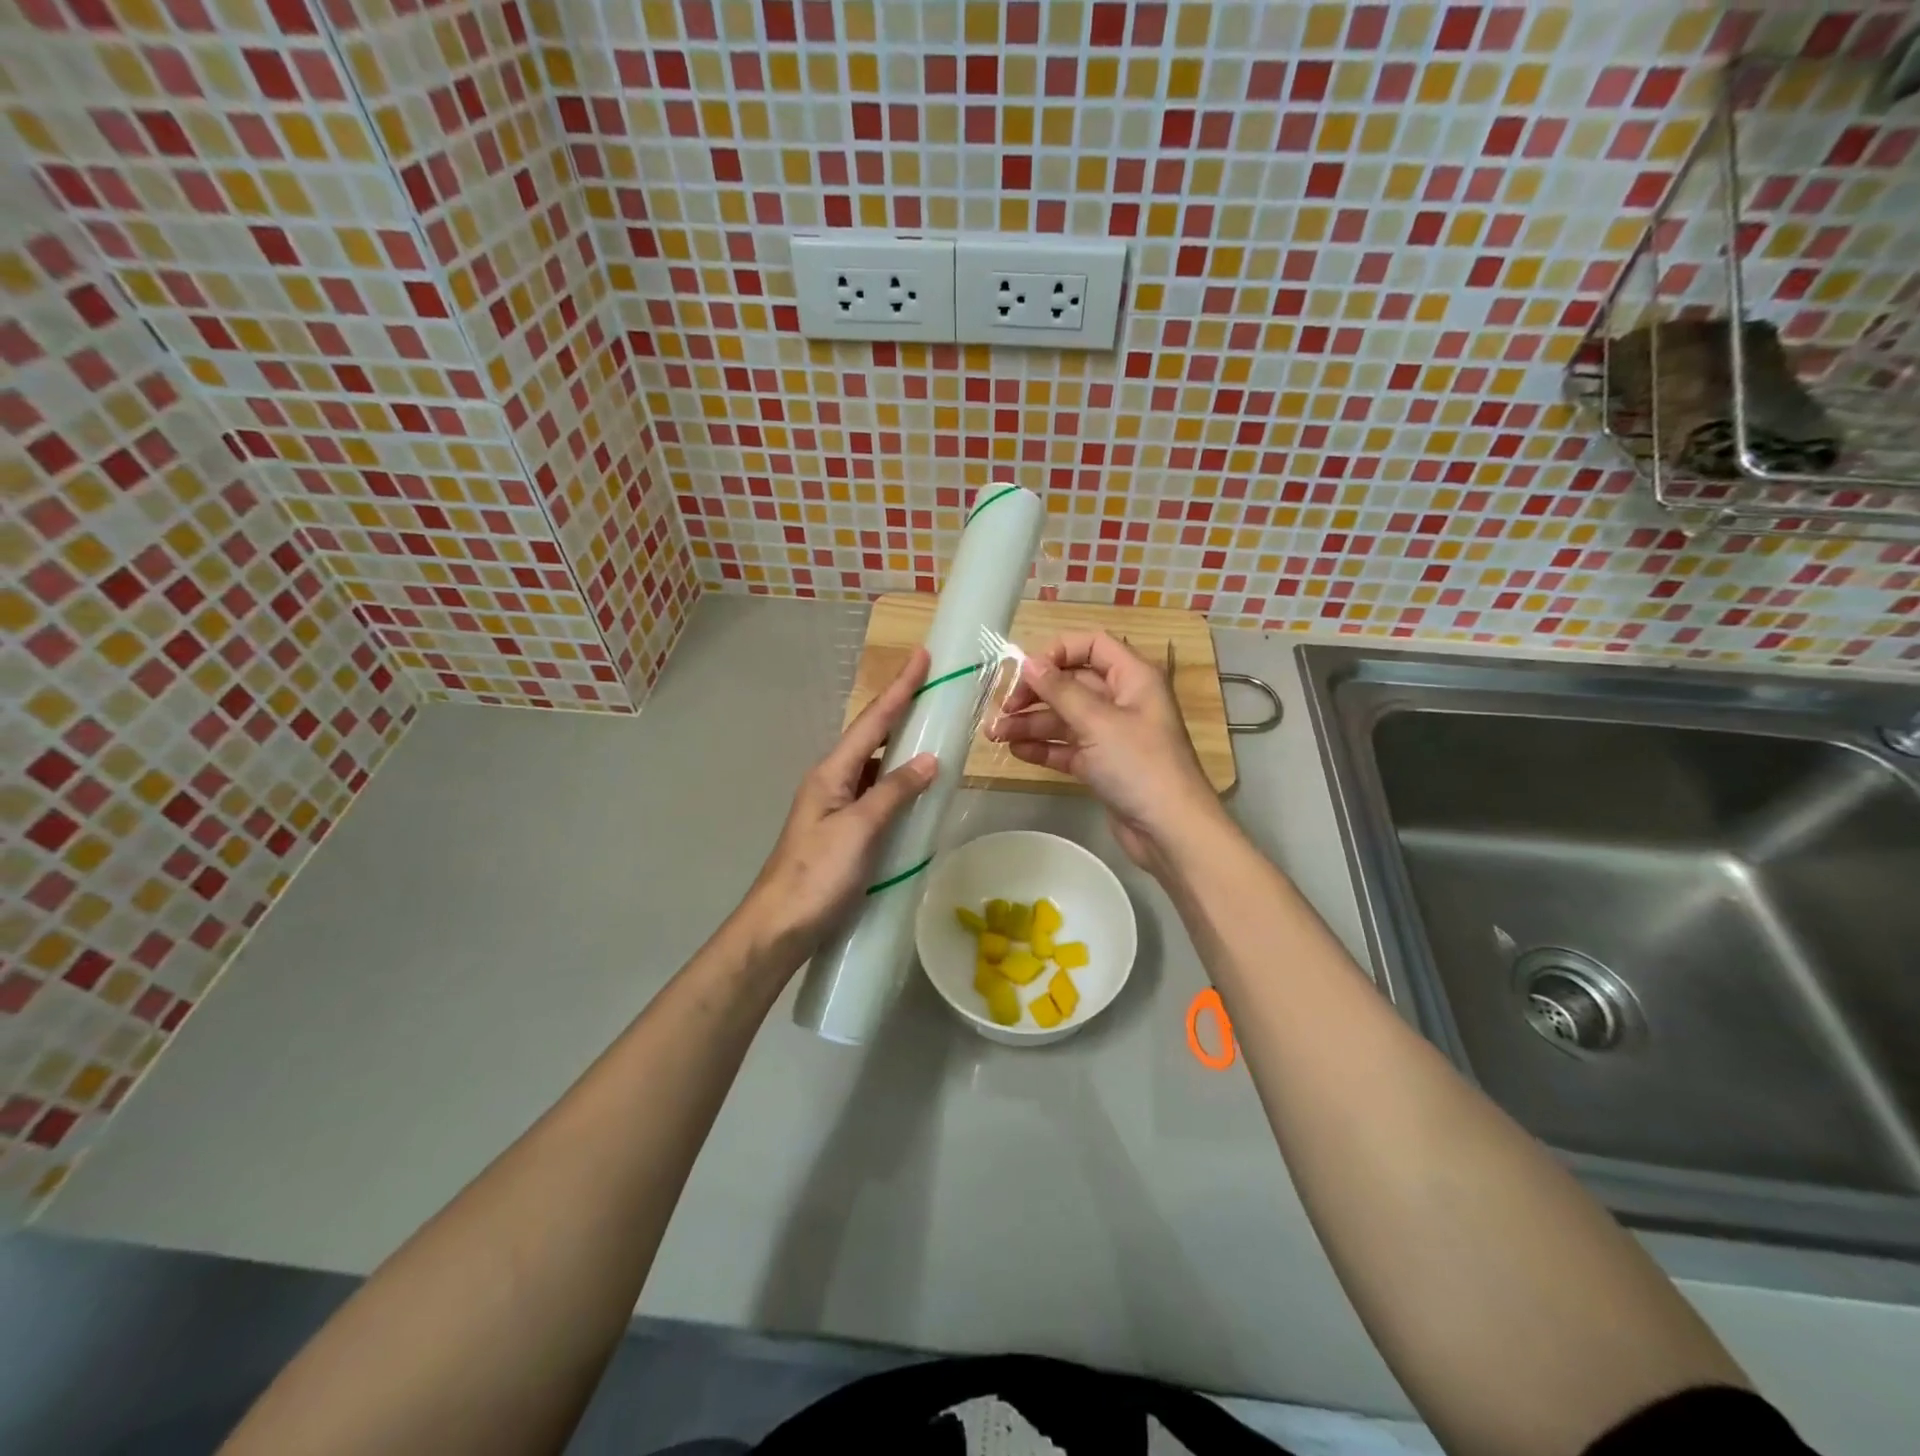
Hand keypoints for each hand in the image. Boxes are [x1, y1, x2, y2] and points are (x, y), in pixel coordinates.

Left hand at [738, 648, 936, 963]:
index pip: (873, 722)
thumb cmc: (817, 876)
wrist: (779, 928)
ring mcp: (837, 807)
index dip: (900, 688)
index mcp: (831, 773)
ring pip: (875, 765)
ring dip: (901, 745)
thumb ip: (893, 792)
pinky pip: (877, 794)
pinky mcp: (844, 832)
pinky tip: (915, 788)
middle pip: (872, 736)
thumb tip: (928, 759)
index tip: (922, 655)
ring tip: (932, 729)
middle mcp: (832, 782)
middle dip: (901, 709)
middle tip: (933, 686)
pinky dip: (898, 782)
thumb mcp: (858, 830)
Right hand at [987, 632, 1222, 869]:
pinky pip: (1067, 747)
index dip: (1057, 652)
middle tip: (1002, 708)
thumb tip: (1029, 662)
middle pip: (1072, 683)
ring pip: (1065, 718)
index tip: (1026, 671)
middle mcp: (1122, 700)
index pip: (1092, 645)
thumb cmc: (1139, 766)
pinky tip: (1016, 751)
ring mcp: (1112, 734)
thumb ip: (1060, 691)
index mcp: (1132, 678)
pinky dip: (1043, 747)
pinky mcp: (1102, 765)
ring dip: (1031, 723)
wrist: (1169, 830)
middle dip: (1035, 693)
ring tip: (995, 735)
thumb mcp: (1098, 722)